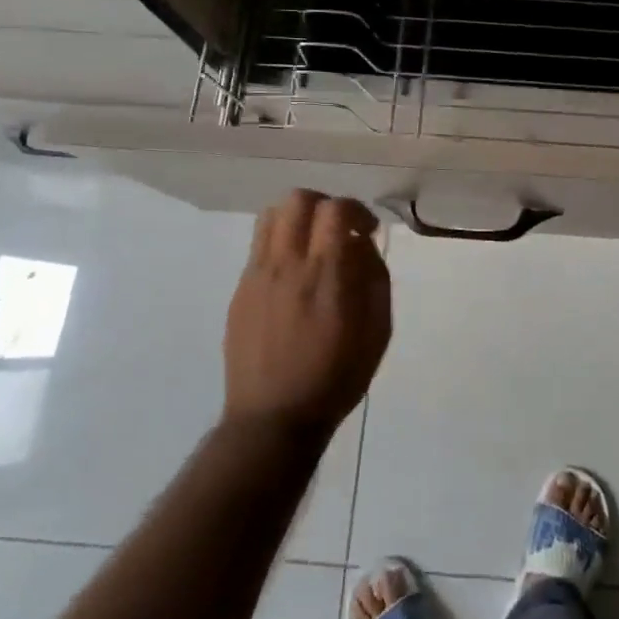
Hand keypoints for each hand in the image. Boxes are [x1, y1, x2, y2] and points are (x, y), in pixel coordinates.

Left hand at [223, 191, 391, 436]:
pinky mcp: (240, 290)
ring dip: (299, 217)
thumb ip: (375, 280)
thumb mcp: (377, 333)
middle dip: (326, 204)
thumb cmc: (336, 378)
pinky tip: (293, 273)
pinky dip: (281, 241)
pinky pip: (259, 245)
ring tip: (314, 243)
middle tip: (340, 230)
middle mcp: (288, 266)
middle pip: (298, 200)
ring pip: (271, 215)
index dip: (357, 210)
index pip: (336, 211)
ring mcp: (258, 275)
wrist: (274, 418)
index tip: (368, 231)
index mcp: (327, 276)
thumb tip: (363, 246)